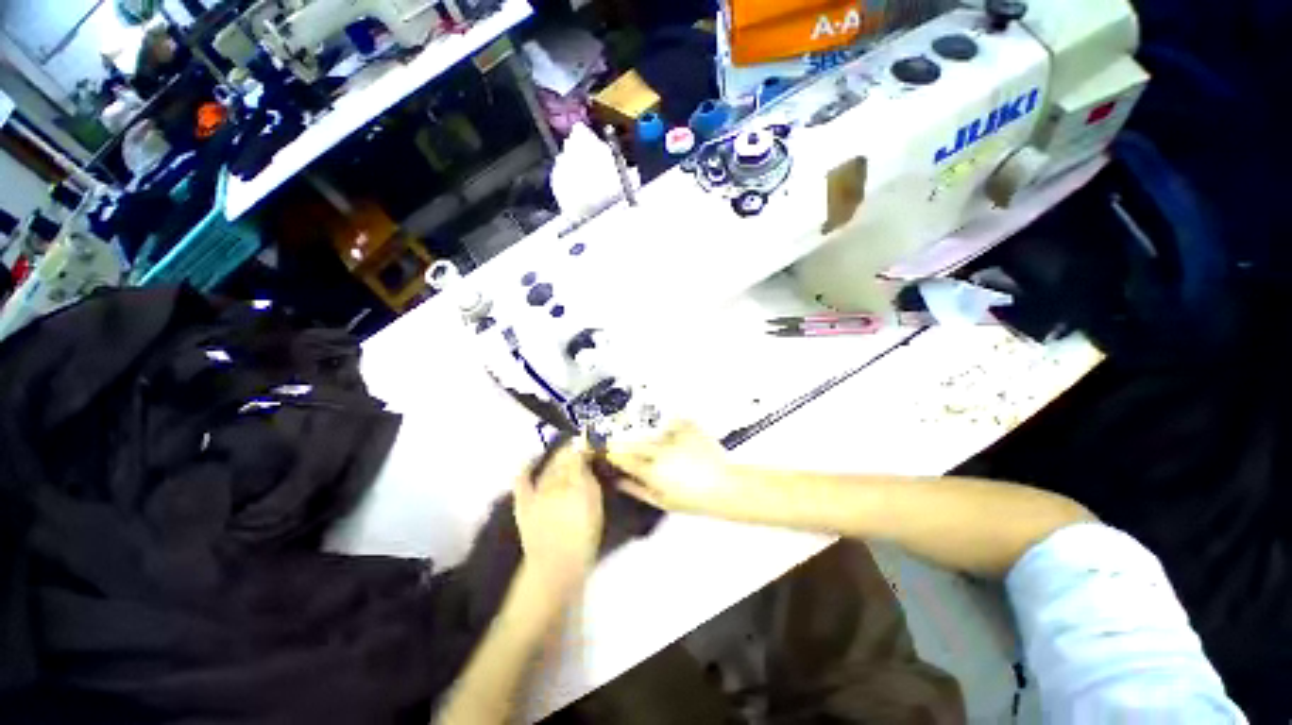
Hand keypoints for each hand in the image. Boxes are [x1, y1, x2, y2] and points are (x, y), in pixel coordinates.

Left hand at [514, 440, 603, 593]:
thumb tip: (586, 458)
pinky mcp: (524, 503)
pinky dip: (526, 469)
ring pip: (547, 467)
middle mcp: (556, 481)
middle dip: (572, 451)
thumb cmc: (583, 538)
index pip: (579, 454)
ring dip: (556, 458)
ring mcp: (537, 491)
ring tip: (565, 455)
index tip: (592, 445)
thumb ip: (591, 479)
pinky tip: (531, 461)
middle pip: (563, 458)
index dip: (585, 447)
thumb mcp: (595, 505)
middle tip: (581, 450)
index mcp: (577, 481)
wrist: (555, 568)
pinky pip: (523, 481)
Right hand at [606, 422, 742, 515]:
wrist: (724, 486)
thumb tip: (618, 481)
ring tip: (662, 446)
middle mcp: (660, 450)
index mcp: (652, 470)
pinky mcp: (688, 426)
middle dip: (627, 443)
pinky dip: (672, 428)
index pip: (624, 458)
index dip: (614, 454)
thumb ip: (636, 489)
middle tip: (625, 444)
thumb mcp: (661, 501)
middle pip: (635, 442)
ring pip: (654, 433)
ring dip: (653, 437)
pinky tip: (677, 436)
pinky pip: (673, 422)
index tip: (608, 451)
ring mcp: (675, 435)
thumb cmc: (692, 499)